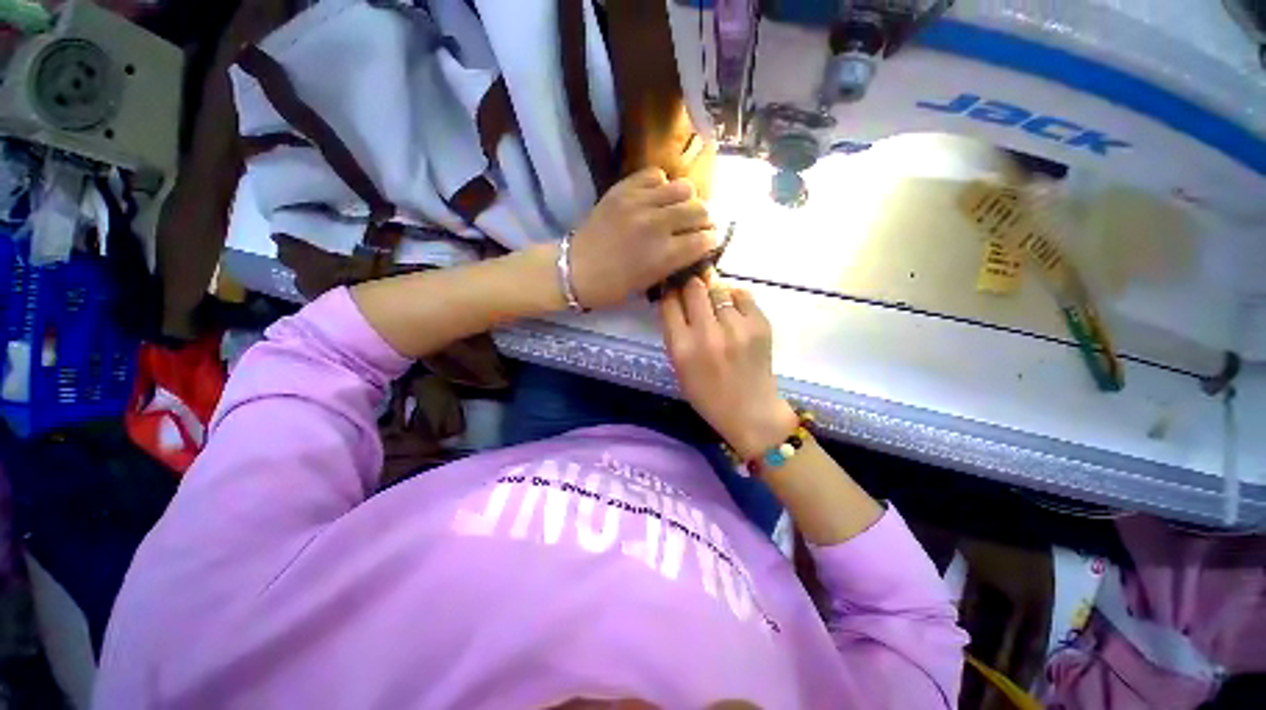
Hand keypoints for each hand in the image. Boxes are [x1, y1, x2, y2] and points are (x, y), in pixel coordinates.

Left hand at [569, 168, 717, 309]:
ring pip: (684, 187)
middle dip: (704, 220)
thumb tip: (698, 245)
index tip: (706, 243)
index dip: (710, 241)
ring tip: (677, 209)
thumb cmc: (614, 286)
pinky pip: (656, 174)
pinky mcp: (623, 189)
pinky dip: (661, 186)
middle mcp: (658, 225)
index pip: (705, 239)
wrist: (576, 269)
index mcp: (665, 255)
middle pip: (700, 209)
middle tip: (695, 226)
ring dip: (686, 200)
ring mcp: (640, 203)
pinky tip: (655, 199)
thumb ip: (677, 261)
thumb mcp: (651, 281)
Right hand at [660, 276, 797, 459]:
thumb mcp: (679, 367)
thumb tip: (676, 297)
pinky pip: (743, 295)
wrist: (750, 411)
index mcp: (682, 348)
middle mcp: (707, 334)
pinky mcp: (760, 325)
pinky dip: (734, 297)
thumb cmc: (707, 394)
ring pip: (719, 287)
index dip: (669, 290)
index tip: (672, 288)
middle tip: (692, 287)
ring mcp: (736, 328)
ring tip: (713, 299)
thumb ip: (676, 333)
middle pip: (693, 287)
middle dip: (689, 283)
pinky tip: (732, 309)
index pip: (669, 303)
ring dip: (712, 289)